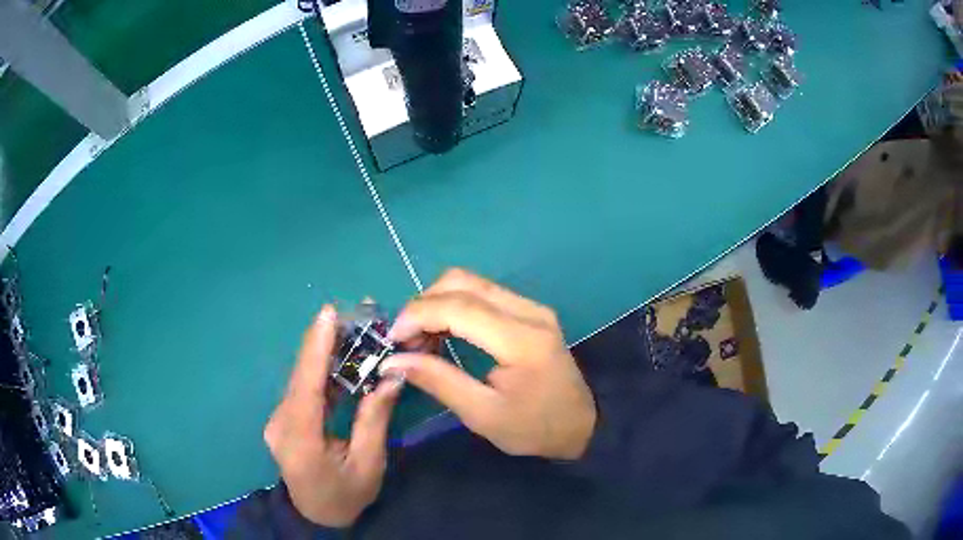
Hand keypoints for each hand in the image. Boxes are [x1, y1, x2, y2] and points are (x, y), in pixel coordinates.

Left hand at [264, 306, 403, 526]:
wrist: (318, 516)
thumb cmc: (347, 495)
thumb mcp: (369, 463)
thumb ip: (374, 418)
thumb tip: (391, 375)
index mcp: (301, 441)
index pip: (307, 387)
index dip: (316, 348)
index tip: (328, 314)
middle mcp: (281, 424)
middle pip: (302, 377)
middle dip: (324, 342)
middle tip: (352, 313)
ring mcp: (279, 421)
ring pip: (302, 380)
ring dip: (324, 354)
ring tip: (351, 328)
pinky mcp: (284, 420)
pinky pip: (303, 390)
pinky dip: (322, 372)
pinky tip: (340, 358)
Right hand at [381, 269, 596, 460]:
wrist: (583, 424)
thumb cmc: (534, 428)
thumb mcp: (482, 415)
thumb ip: (438, 381)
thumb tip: (394, 361)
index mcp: (521, 340)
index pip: (458, 307)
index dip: (417, 315)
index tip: (392, 339)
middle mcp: (529, 311)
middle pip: (461, 281)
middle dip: (423, 304)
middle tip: (405, 340)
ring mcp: (532, 306)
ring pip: (470, 282)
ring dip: (436, 302)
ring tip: (420, 339)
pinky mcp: (530, 310)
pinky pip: (483, 293)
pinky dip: (453, 305)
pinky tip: (443, 332)